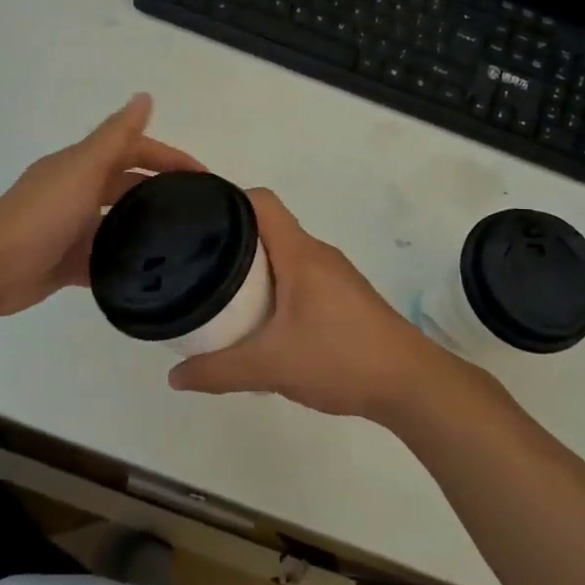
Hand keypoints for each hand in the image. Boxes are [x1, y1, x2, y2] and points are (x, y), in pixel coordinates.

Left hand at [0, 95, 202, 318]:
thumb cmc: (40, 214)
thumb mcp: (82, 169)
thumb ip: (115, 136)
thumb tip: (145, 96)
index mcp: (80, 165)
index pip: (133, 150)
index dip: (168, 157)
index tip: (204, 178)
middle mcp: (75, 192)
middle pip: (126, 186)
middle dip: (160, 192)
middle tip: (199, 213)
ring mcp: (69, 228)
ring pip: (116, 223)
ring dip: (143, 229)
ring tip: (181, 245)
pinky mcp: (65, 262)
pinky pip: (102, 259)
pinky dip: (122, 263)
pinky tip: (148, 274)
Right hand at [166, 189, 459, 424]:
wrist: (410, 384)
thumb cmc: (340, 358)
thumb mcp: (271, 367)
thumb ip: (219, 371)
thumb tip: (175, 377)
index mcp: (299, 253)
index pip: (260, 201)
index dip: (226, 201)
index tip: (195, 221)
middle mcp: (317, 253)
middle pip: (267, 228)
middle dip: (231, 240)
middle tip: (195, 264)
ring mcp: (335, 275)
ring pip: (284, 255)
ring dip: (254, 267)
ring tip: (220, 292)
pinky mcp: (344, 297)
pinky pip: (299, 277)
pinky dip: (275, 287)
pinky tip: (261, 321)